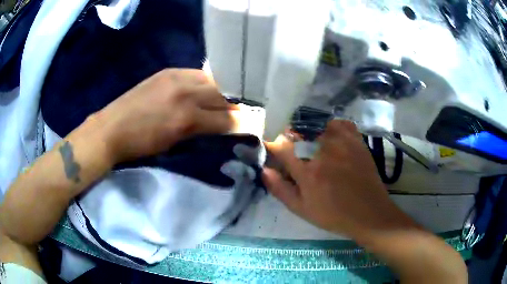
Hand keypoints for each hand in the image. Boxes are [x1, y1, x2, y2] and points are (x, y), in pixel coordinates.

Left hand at [94, 68, 236, 163]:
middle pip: (222, 95)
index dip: (239, 122)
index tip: (249, 123)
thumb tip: (222, 127)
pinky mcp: (167, 71)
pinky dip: (204, 82)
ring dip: (221, 91)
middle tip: (240, 110)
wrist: (111, 128)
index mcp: (186, 119)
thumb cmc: (141, 144)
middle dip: (234, 104)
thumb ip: (200, 132)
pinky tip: (203, 88)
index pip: (224, 118)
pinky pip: (195, 74)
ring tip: (224, 98)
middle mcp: (185, 93)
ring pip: (211, 81)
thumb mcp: (173, 144)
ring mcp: (176, 78)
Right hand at [263, 120, 416, 239]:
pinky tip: (331, 139)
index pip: (281, 146)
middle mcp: (323, 150)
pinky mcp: (356, 140)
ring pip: (316, 123)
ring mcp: (342, 142)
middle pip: (297, 131)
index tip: (274, 152)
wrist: (369, 213)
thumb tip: (264, 169)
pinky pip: (339, 123)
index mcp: (307, 171)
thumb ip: (279, 188)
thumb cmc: (333, 215)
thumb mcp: (301, 209)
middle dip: (290, 139)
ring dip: (309, 131)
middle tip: (295, 152)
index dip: (273, 147)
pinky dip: (331, 127)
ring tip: (312, 145)